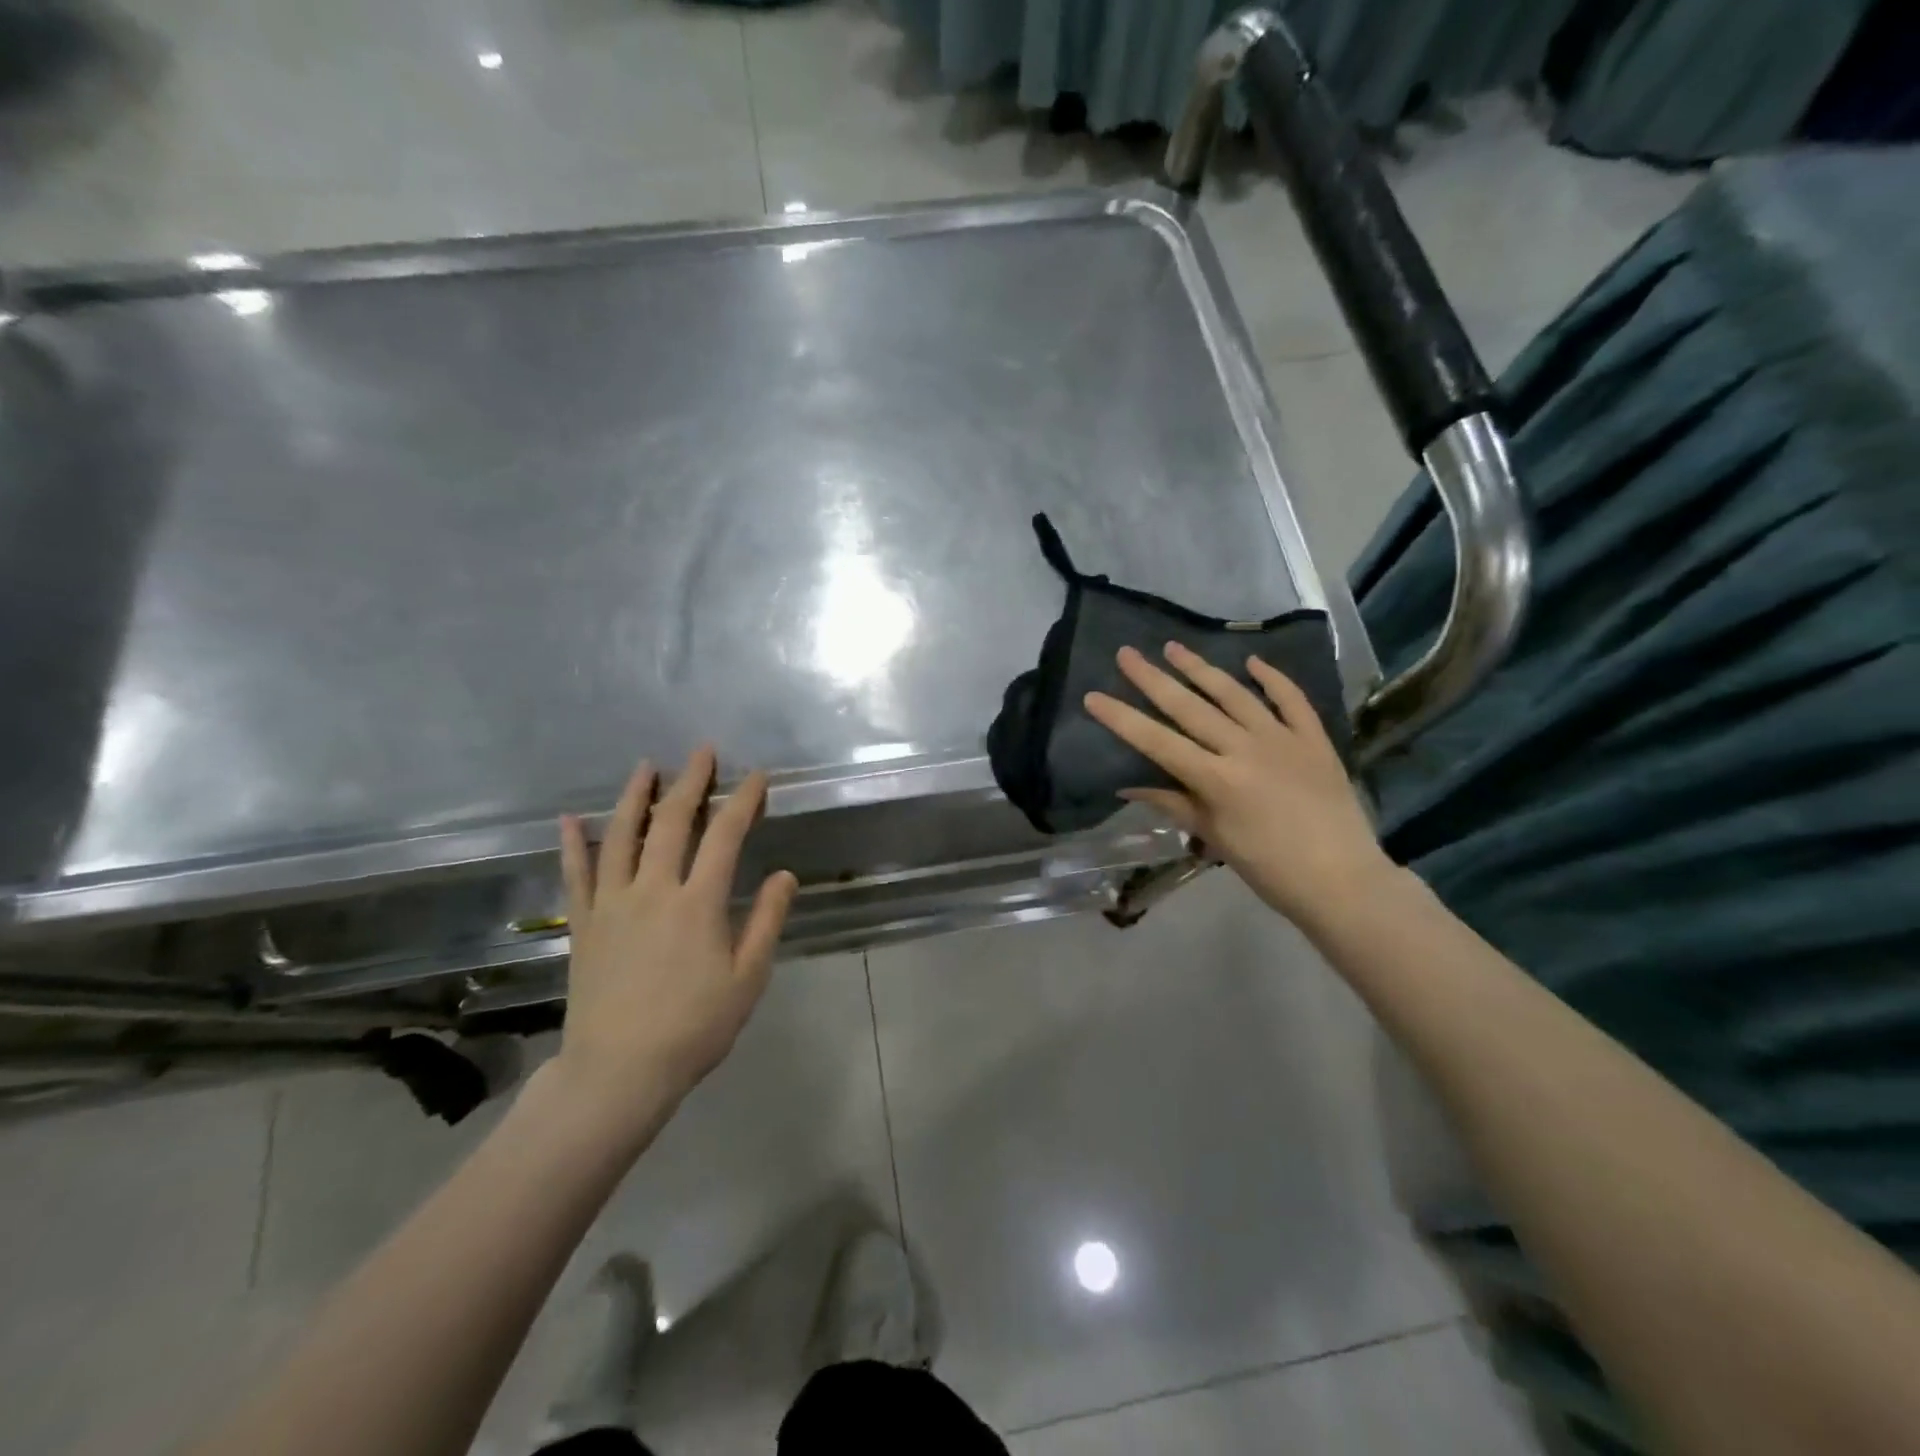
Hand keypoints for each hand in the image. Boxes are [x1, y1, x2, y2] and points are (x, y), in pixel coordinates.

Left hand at [552, 746, 797, 1138]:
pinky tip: (570, 818)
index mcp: (698, 903)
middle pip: (671, 822)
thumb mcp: (747, 979)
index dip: (743, 801)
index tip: (756, 777)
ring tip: (646, 766)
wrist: (619, 1072)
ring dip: (635, 796)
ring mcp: (612, 904)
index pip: (724, 836)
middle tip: (702, 751)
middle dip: (691, 782)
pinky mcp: (584, 924)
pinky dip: (574, 843)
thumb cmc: (694, 1027)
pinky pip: (576, 874)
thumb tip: (784, 874)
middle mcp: (653, 890)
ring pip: (621, 836)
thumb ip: (767, 921)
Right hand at [1085, 643, 1393, 927]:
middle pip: (1190, 707)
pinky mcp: (1314, 740)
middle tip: (1127, 653)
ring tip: (1174, 646)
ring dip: (1201, 668)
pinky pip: (1291, 700)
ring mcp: (1283, 739)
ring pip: (1234, 694)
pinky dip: (1273, 679)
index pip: (1158, 742)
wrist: (1343, 879)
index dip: (1123, 718)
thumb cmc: (1270, 868)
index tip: (1094, 696)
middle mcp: (1245, 749)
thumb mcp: (1215, 837)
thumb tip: (1128, 786)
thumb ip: (1174, 804)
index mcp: (1217, 779)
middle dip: (1153, 679)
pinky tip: (1253, 661)